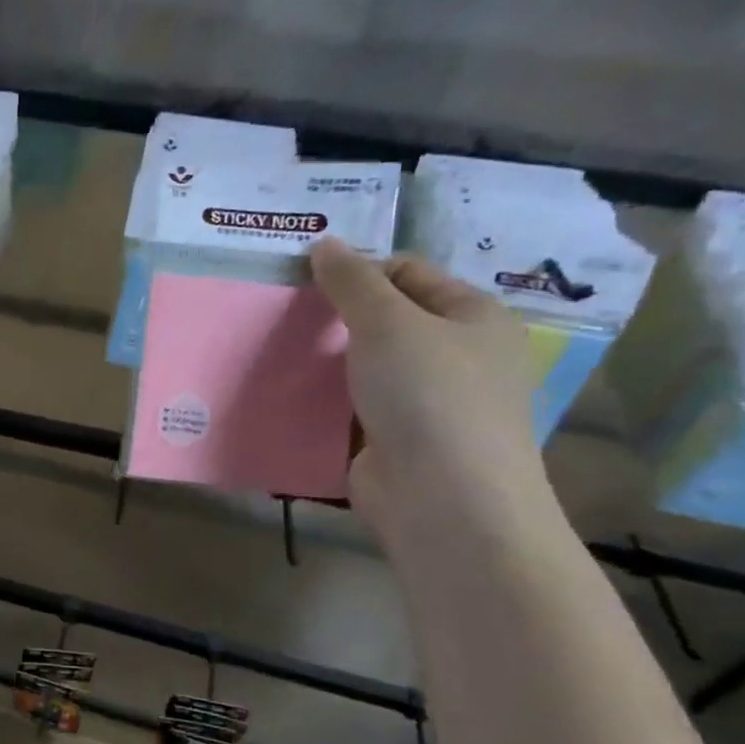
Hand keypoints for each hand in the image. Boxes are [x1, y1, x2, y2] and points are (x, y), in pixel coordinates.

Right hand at [310, 239, 551, 548]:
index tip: (301, 280)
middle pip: (385, 321)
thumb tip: (324, 243)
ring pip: (363, 368)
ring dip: (324, 362)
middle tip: (280, 315)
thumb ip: (352, 282)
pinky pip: (351, 409)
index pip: (409, 273)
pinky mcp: (393, 442)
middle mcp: (455, 357)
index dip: (358, 269)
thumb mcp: (388, 323)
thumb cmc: (429, 396)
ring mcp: (424, 404)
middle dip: (334, 318)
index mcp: (473, 317)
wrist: (442, 500)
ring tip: (272, 352)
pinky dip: (322, 402)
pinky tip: (284, 396)